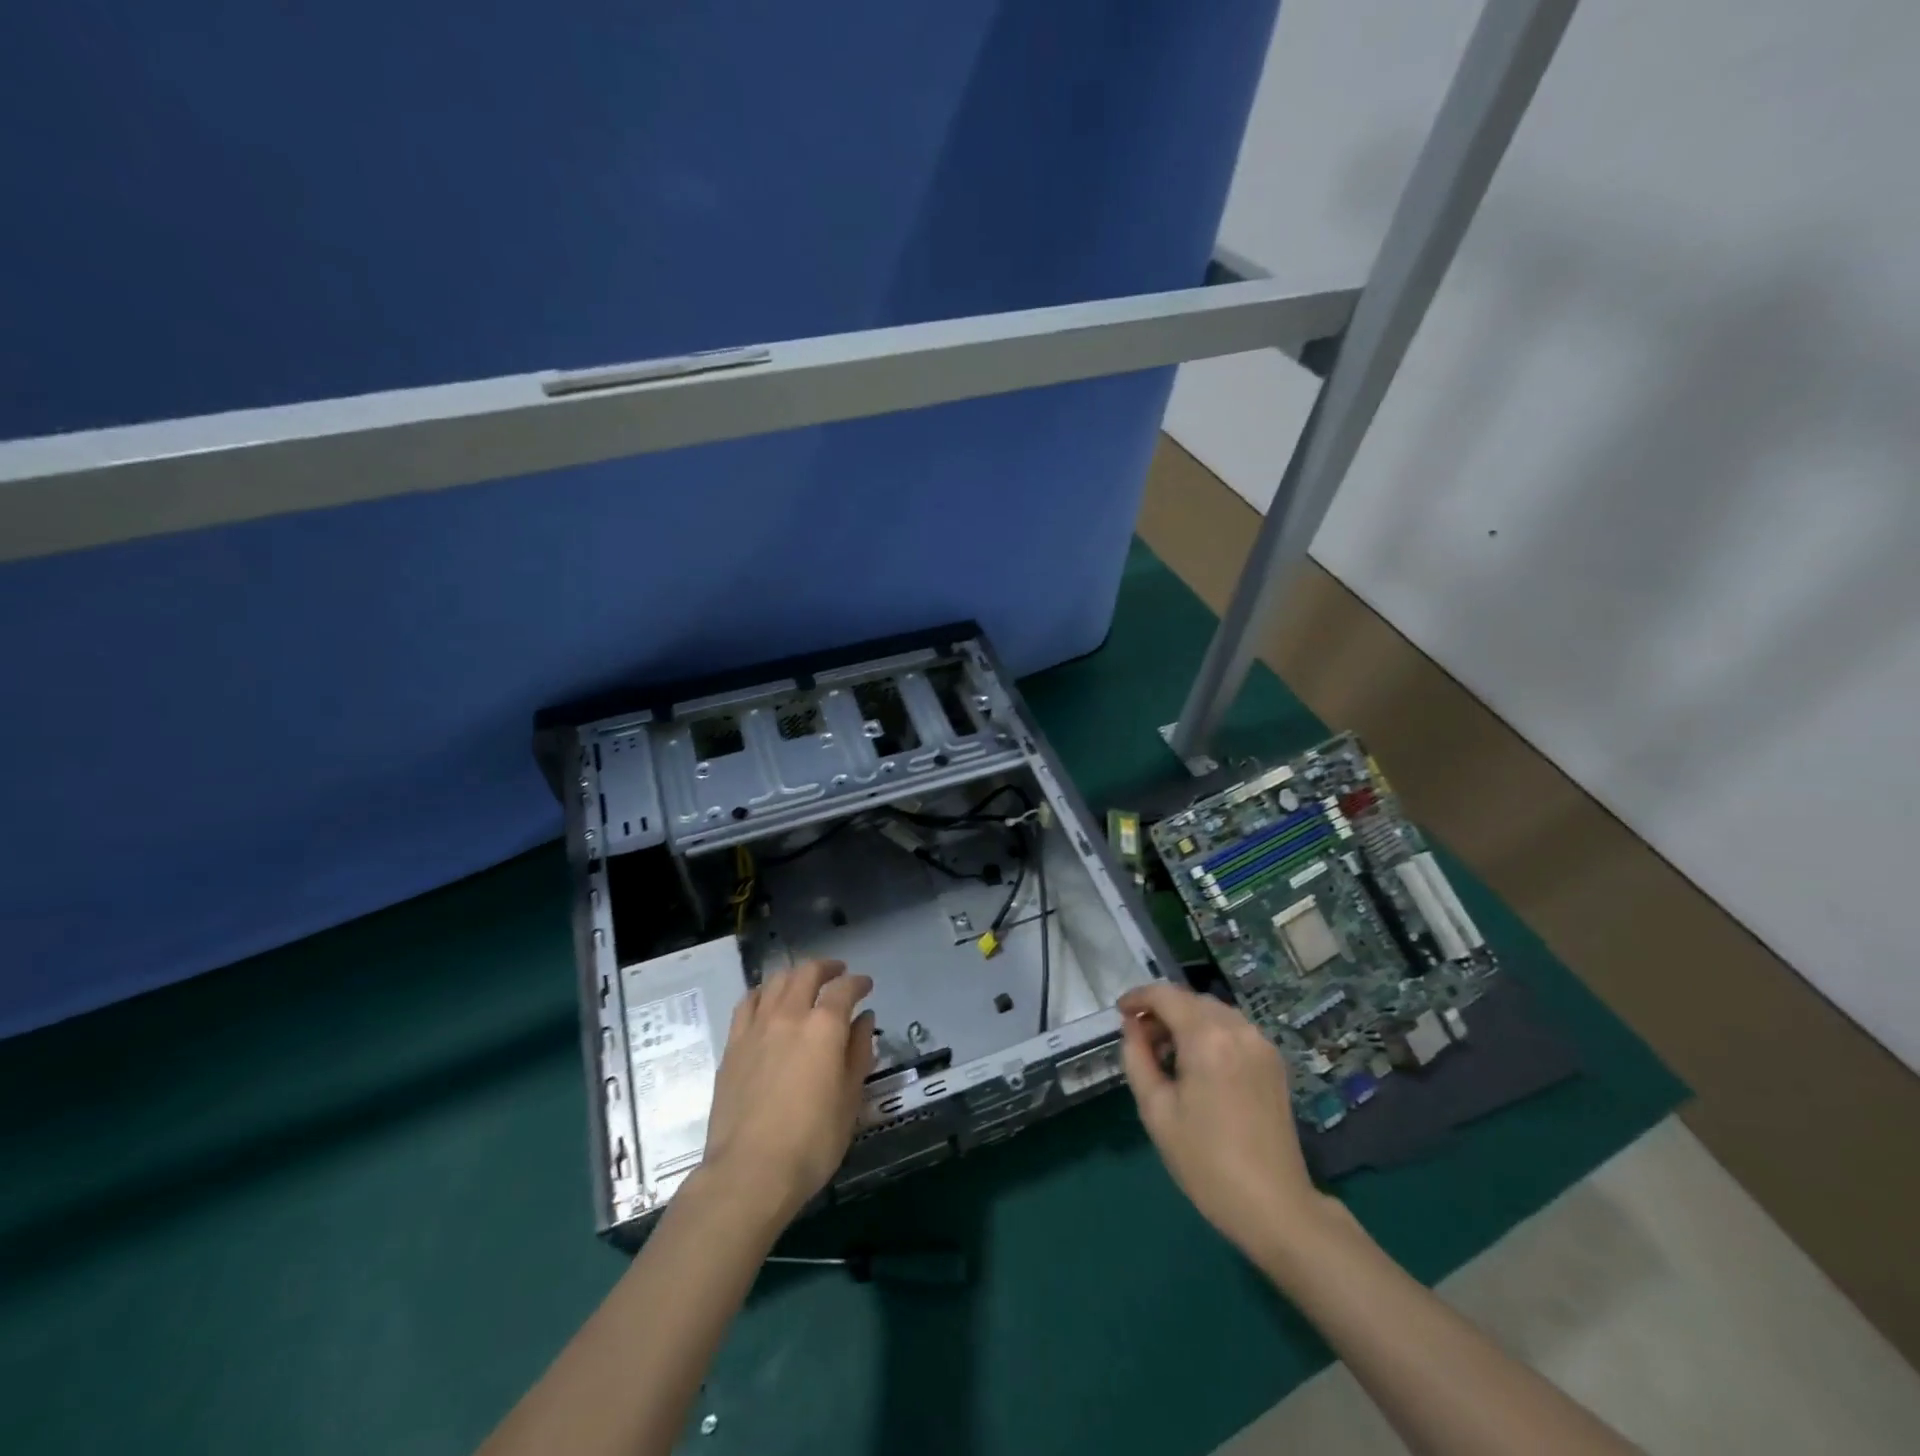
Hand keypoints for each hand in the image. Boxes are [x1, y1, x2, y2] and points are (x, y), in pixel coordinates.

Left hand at [698, 958, 875, 1228]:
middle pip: (806, 973)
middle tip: (837, 973)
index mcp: (824, 1027)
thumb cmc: (812, 1141)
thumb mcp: (850, 1099)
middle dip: (825, 968)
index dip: (858, 982)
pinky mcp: (732, 1046)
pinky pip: (747, 1003)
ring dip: (794, 975)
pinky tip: (767, 1001)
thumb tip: (863, 1019)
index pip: (844, 989)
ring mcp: (756, 1028)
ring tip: (803, 983)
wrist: (749, 1172)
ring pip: (775, 982)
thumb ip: (858, 1051)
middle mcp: (789, 1015)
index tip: (866, 985)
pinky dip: (763, 993)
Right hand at [1118, 981, 1330, 1259]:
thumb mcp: (1156, 1110)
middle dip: (1161, 1010)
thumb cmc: (1206, 1161)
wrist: (1274, 1206)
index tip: (1120, 1013)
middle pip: (1190, 999)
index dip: (1138, 997)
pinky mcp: (1274, 1062)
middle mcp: (1238, 1029)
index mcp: (1207, 1037)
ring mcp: (1261, 1044)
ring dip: (1186, 1020)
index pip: (1165, 995)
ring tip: (1166, 1053)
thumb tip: (1132, 1027)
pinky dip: (1210, 1032)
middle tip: (1140, 1039)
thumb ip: (1137, 1057)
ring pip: (1213, 1012)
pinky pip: (1234, 1029)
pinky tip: (1198, 1064)